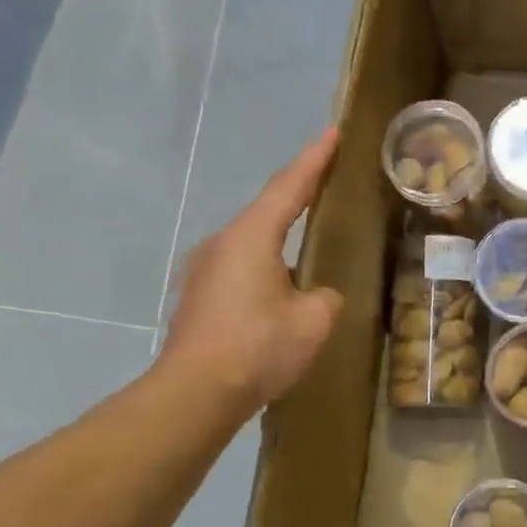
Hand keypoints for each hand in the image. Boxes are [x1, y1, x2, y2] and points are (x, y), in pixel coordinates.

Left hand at [156, 130, 344, 413]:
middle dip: (298, 196)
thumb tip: (317, 295)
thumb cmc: (257, 348)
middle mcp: (223, 243)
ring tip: (309, 243)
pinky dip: (267, 267)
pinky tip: (281, 289)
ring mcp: (205, 270)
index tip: (332, 132)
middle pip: (267, 210)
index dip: (314, 159)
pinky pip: (242, 268)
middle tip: (327, 185)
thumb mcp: (313, 321)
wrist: (195, 394)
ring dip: (281, 239)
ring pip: (253, 243)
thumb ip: (325, 297)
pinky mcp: (200, 296)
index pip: (289, 187)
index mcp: (251, 237)